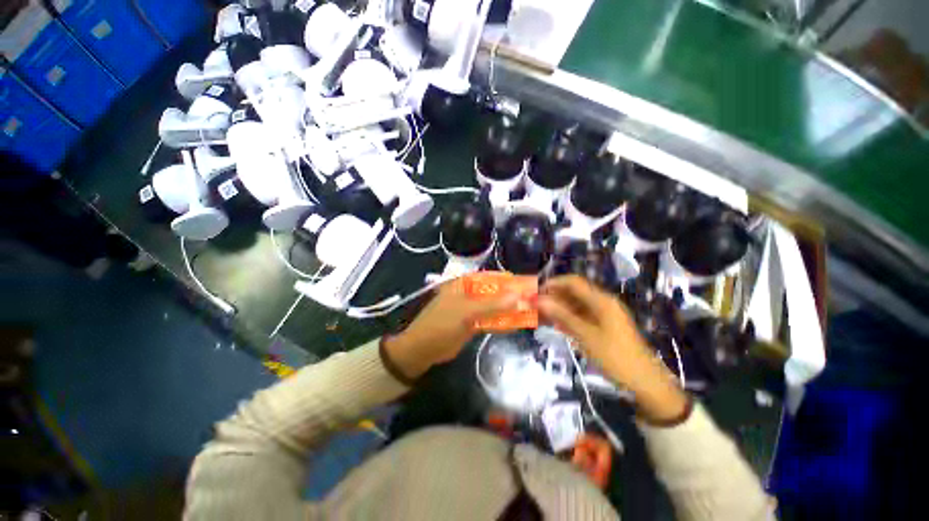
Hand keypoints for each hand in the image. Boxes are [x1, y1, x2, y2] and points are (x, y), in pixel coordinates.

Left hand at [384, 277, 533, 379]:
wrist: (422, 349)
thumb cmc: (441, 325)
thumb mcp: (466, 313)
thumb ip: (492, 304)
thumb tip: (518, 296)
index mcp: (464, 284)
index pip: (491, 277)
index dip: (510, 280)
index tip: (528, 285)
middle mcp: (469, 293)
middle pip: (495, 292)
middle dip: (512, 296)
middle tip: (532, 301)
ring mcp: (470, 309)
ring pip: (494, 306)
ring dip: (508, 309)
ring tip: (529, 312)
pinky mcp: (472, 322)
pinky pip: (490, 319)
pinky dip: (501, 321)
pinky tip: (515, 324)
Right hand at [537, 276, 688, 424]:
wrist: (644, 383)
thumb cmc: (615, 356)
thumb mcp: (585, 335)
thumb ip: (562, 315)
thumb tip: (539, 300)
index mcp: (601, 301)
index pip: (573, 282)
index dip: (553, 283)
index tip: (535, 291)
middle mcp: (602, 303)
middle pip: (573, 293)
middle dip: (553, 296)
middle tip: (534, 306)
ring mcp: (603, 315)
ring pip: (575, 305)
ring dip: (558, 308)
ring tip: (539, 315)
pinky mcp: (602, 326)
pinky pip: (581, 317)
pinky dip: (567, 318)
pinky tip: (554, 324)